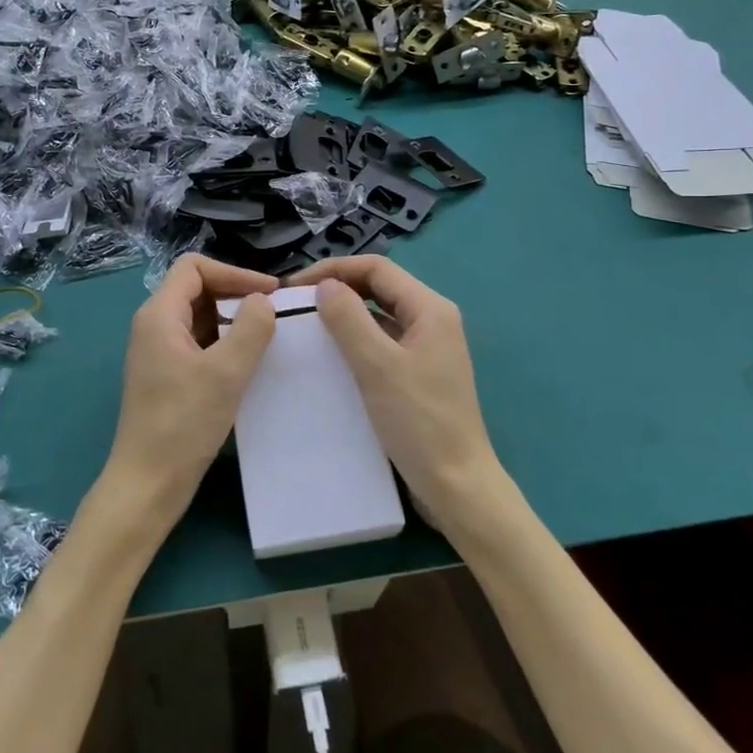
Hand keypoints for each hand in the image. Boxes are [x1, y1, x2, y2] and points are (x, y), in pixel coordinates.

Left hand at [100, 254, 277, 531]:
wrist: (148, 484)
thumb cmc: (183, 423)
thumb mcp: (226, 372)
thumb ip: (250, 329)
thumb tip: (262, 301)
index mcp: (159, 315)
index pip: (195, 267)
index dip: (234, 272)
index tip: (270, 293)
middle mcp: (154, 326)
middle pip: (197, 289)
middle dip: (236, 294)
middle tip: (275, 313)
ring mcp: (159, 352)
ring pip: (200, 317)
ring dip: (233, 320)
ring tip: (269, 336)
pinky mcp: (167, 375)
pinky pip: (199, 343)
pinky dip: (224, 343)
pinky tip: (249, 362)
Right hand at [289, 256, 504, 533]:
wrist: (457, 485)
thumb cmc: (419, 422)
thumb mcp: (378, 367)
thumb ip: (349, 320)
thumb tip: (325, 286)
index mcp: (430, 309)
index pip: (377, 268)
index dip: (334, 269)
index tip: (296, 287)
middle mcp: (432, 320)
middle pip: (379, 287)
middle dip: (338, 288)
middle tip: (296, 303)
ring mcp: (427, 347)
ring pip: (379, 315)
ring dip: (345, 314)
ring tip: (307, 324)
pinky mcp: (419, 372)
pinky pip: (382, 342)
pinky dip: (356, 339)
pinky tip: (330, 355)